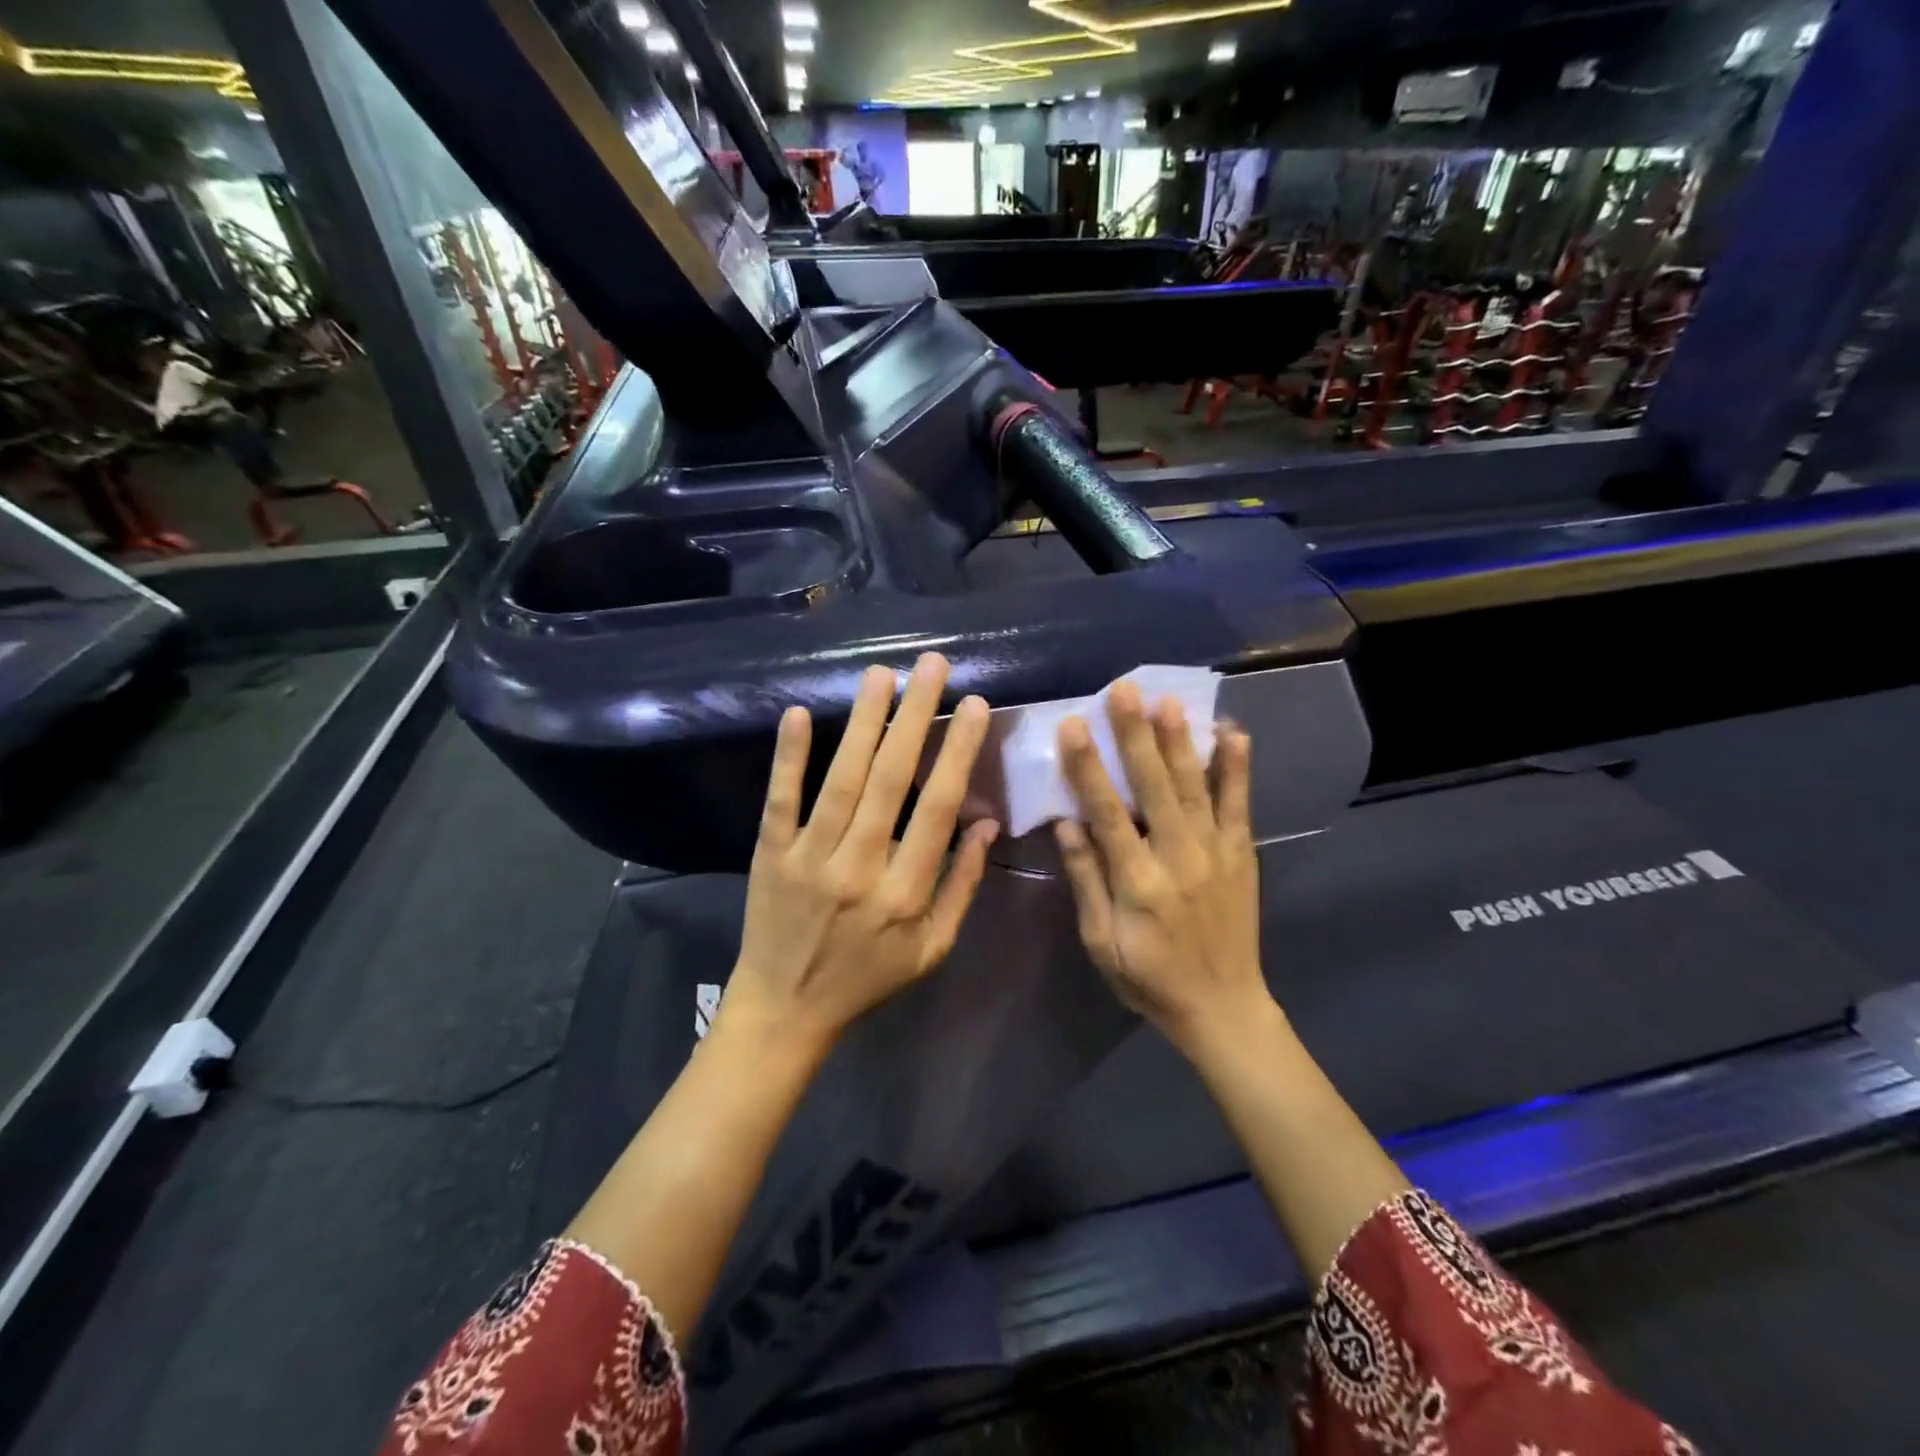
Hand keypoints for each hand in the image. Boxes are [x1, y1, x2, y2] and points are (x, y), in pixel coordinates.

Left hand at [723, 653, 1000, 1055]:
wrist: (786, 1009)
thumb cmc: (868, 979)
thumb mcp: (933, 949)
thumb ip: (962, 886)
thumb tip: (989, 824)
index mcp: (905, 893)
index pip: (938, 809)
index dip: (959, 753)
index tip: (975, 706)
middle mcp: (859, 868)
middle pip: (892, 780)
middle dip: (915, 717)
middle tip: (932, 665)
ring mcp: (810, 858)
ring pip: (842, 780)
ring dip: (864, 723)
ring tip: (882, 674)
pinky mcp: (771, 854)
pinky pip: (781, 800)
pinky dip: (789, 757)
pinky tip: (800, 712)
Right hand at [1053, 681, 1266, 1050]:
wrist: (1223, 1007)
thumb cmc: (1149, 978)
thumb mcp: (1102, 942)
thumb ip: (1086, 880)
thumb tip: (1067, 823)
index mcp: (1139, 882)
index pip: (1108, 813)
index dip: (1088, 767)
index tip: (1073, 725)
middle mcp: (1180, 857)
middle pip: (1155, 787)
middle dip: (1137, 735)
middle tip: (1124, 690)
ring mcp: (1216, 853)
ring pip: (1197, 787)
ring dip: (1181, 741)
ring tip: (1168, 700)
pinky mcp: (1241, 854)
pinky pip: (1239, 804)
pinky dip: (1236, 768)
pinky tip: (1231, 732)